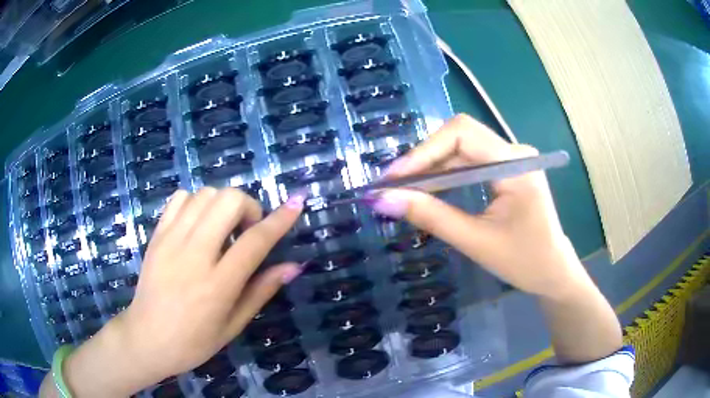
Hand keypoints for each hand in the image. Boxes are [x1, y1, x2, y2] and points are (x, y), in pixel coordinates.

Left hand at [51, 187, 305, 396]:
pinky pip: (180, 199)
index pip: (255, 241)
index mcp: (217, 284)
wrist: (146, 338)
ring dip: (223, 204)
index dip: (280, 219)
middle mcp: (194, 255)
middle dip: (248, 207)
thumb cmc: (194, 341)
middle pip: (228, 202)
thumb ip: (261, 290)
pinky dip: (196, 202)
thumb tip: (294, 266)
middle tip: (246, 231)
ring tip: (222, 228)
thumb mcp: (233, 325)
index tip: (297, 203)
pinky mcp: (156, 235)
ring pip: (205, 194)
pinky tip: (198, 224)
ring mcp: (171, 241)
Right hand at [370, 114, 589, 298]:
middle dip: (423, 159)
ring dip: (432, 167)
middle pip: (459, 137)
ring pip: (461, 149)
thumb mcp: (475, 242)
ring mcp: (511, 159)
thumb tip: (383, 200)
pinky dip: (446, 175)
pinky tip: (430, 191)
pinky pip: (469, 162)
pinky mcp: (506, 170)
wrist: (553, 271)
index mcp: (515, 164)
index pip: (462, 134)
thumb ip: (431, 217)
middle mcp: (514, 152)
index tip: (393, 179)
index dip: (423, 151)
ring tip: (404, 190)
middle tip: (393, 186)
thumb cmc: (524, 261)